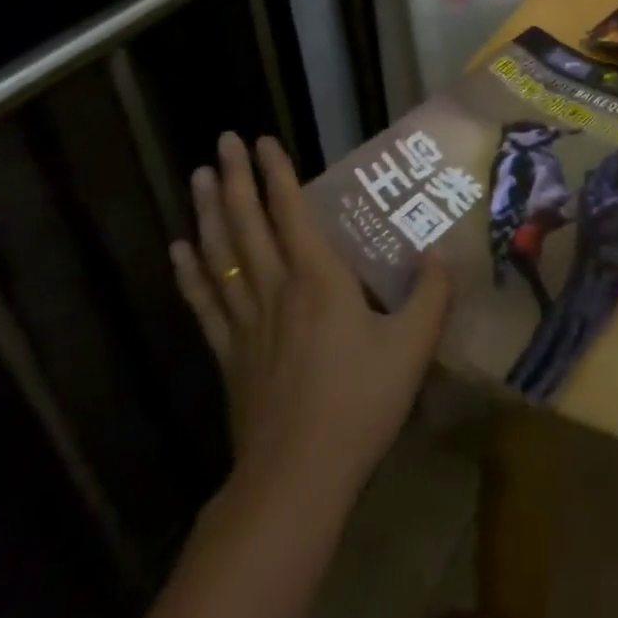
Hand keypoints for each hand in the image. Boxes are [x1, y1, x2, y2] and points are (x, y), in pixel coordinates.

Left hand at [170, 133, 450, 500]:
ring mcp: (245, 321)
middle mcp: (275, 289)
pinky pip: (204, 302)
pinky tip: (178, 249)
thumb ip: (431, 295)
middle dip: (236, 178)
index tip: (263, 140)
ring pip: (220, 255)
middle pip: (247, 223)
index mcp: (318, 279)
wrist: (297, 477)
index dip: (278, 174)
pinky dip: (190, 272)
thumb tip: (439, 255)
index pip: (292, 212)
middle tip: (223, 141)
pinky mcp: (228, 354)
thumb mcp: (413, 347)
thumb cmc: (359, 404)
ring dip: (208, 212)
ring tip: (199, 176)